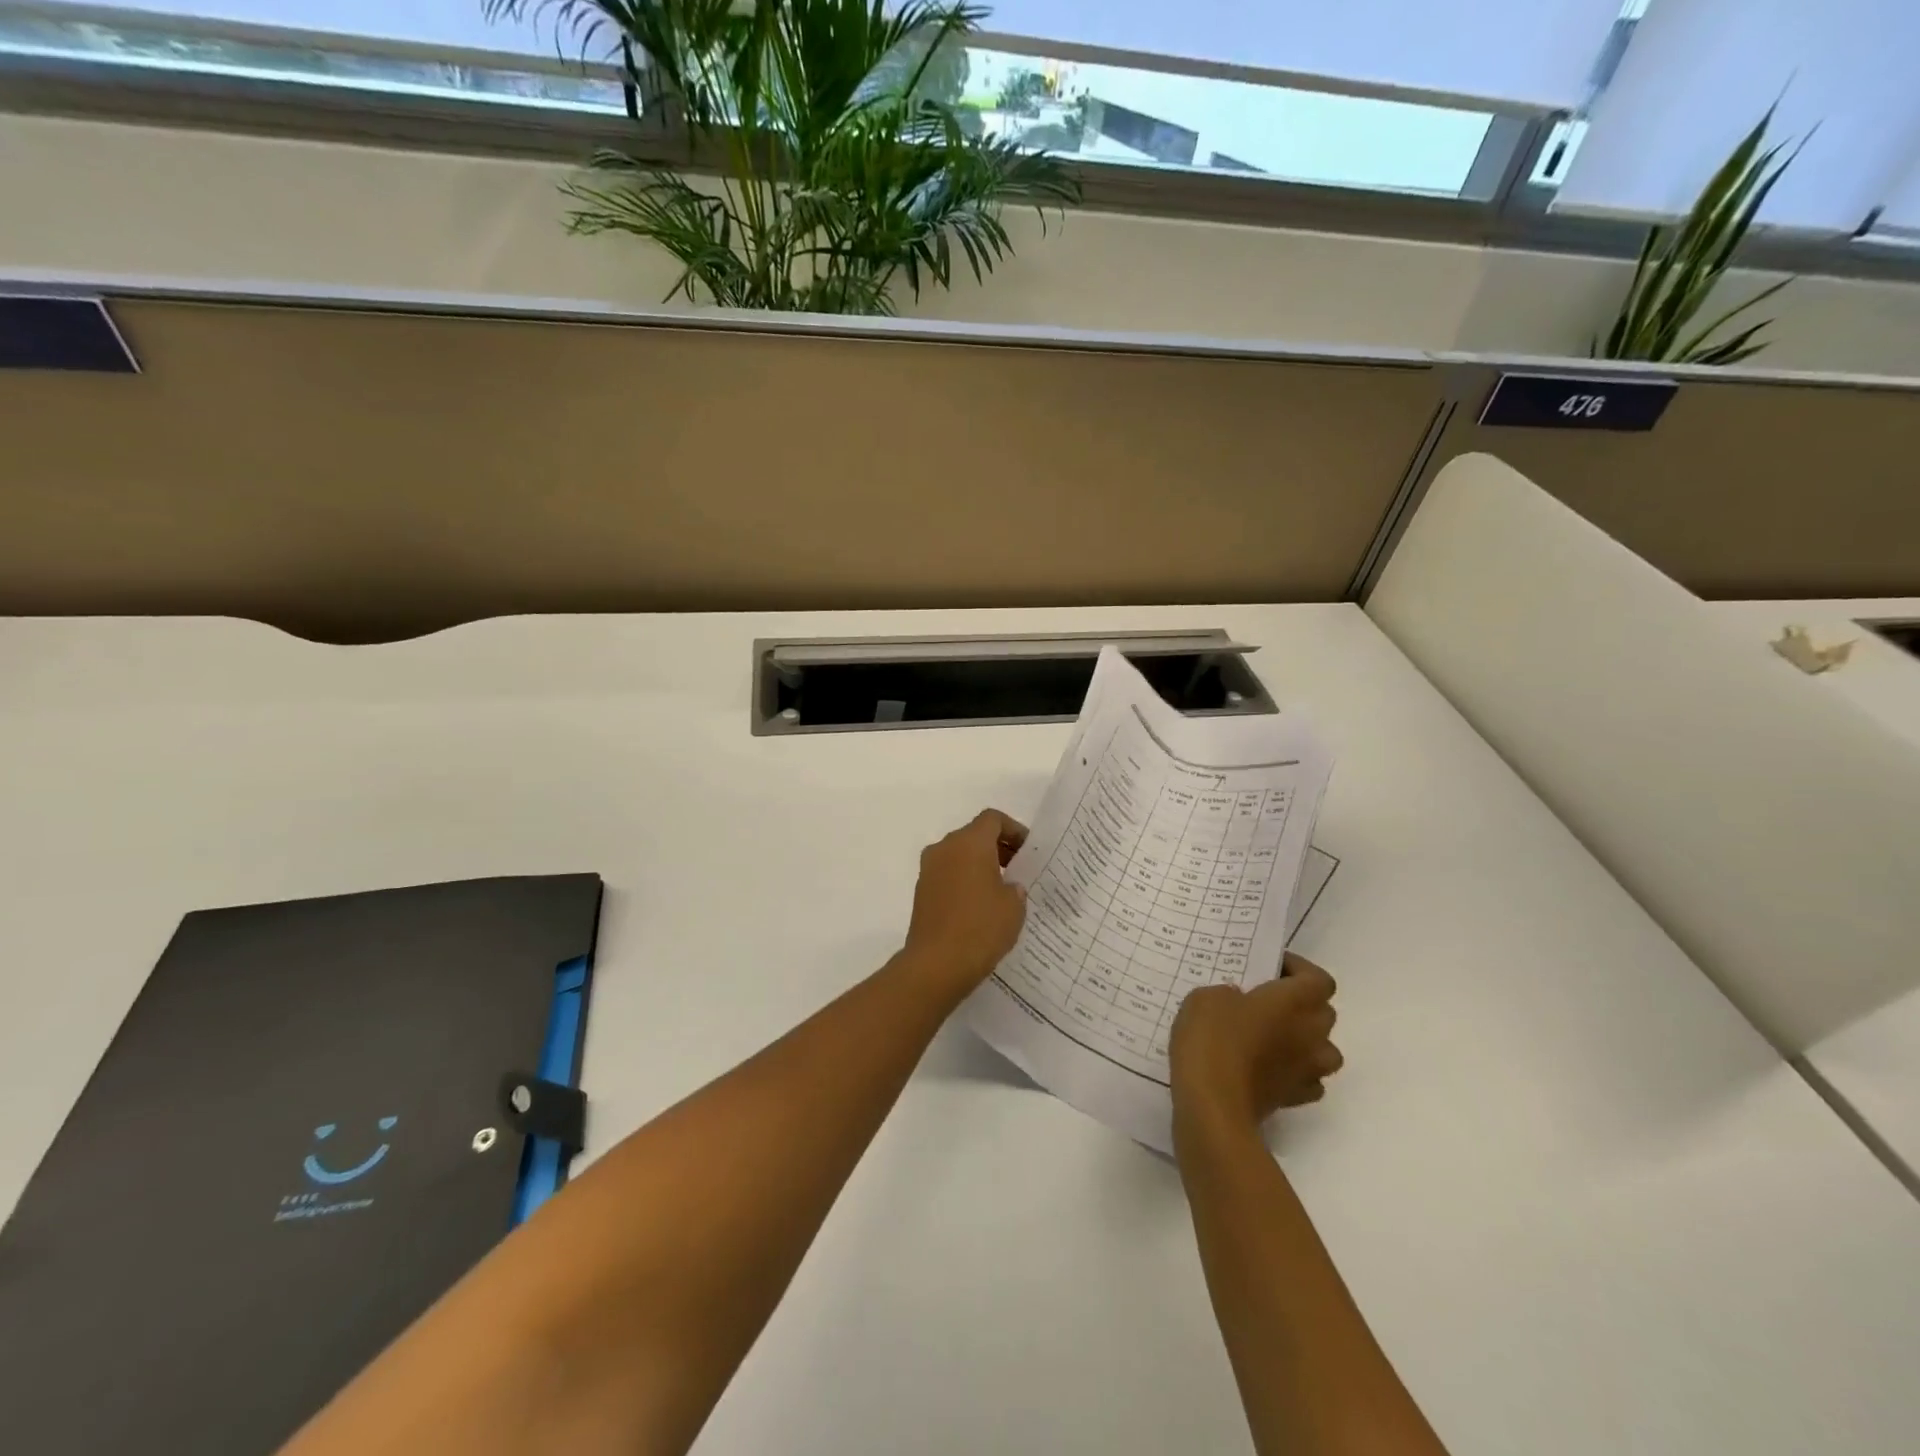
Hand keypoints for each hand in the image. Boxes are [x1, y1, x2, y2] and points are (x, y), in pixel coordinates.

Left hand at [901, 809, 1028, 994]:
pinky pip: (948, 875)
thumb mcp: (1014, 906)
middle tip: (1018, 870)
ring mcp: (929, 869)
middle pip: (974, 835)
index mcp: (969, 842)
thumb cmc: (981, 928)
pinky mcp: (921, 891)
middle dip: (997, 847)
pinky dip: (964, 880)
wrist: (936, 964)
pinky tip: (979, 907)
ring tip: (1001, 891)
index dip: (1014, 830)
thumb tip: (1007, 886)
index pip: (993, 819)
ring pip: (959, 855)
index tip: (1028, 851)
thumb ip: (1015, 888)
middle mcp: (945, 848)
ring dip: (979, 865)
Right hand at [1169, 955, 1342, 1128]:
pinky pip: (1308, 1079)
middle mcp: (1310, 1033)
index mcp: (1294, 1001)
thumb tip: (1239, 1001)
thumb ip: (1229, 993)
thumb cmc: (1212, 1039)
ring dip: (1306, 1039)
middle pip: (1324, 1011)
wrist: (1213, 1104)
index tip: (1270, 967)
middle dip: (1301, 1003)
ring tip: (1274, 1036)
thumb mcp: (1207, 997)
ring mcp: (1307, 1069)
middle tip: (1266, 999)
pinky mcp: (1295, 1098)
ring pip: (1324, 1048)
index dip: (1299, 969)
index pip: (1319, 979)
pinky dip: (1295, 1071)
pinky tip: (1270, 1068)